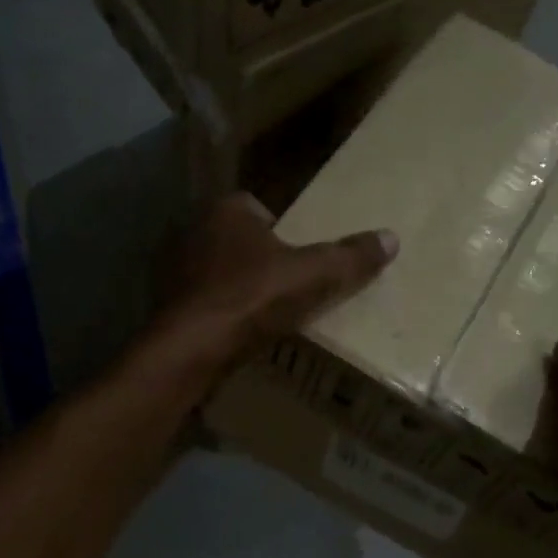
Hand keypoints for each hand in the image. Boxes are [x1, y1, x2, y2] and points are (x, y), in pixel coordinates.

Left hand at [156, 193, 396, 376]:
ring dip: (237, 287)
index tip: (299, 259)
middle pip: (238, 240)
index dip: (282, 231)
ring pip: (217, 271)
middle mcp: (193, 230)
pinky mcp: (165, 303)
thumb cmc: (252, 298)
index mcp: (226, 210)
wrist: (191, 348)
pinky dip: (217, 311)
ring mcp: (174, 268)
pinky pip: (201, 300)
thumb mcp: (312, 276)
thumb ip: (349, 258)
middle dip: (259, 259)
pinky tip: (235, 332)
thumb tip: (392, 238)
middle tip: (286, 287)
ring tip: (264, 313)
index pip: (259, 208)